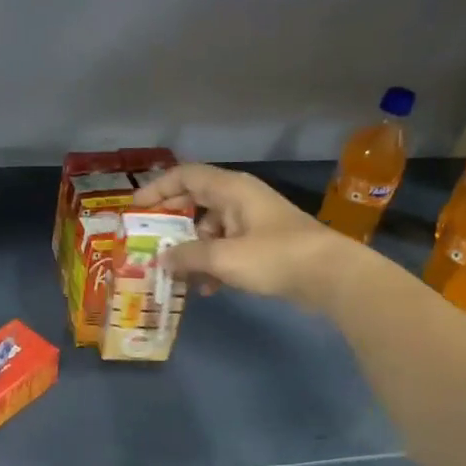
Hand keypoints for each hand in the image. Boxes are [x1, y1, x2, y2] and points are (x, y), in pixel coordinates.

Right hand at [133, 163, 371, 310]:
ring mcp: (253, 221)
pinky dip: (214, 263)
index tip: (136, 208)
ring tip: (179, 275)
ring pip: (211, 228)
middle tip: (151, 241)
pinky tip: (208, 289)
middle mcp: (240, 198)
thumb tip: (162, 258)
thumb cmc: (274, 257)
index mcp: (231, 189)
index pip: (185, 176)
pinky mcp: (263, 243)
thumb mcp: (224, 258)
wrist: (330, 275)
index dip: (157, 188)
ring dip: (193, 250)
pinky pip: (227, 246)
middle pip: (196, 201)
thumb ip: (188, 256)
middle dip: (172, 222)